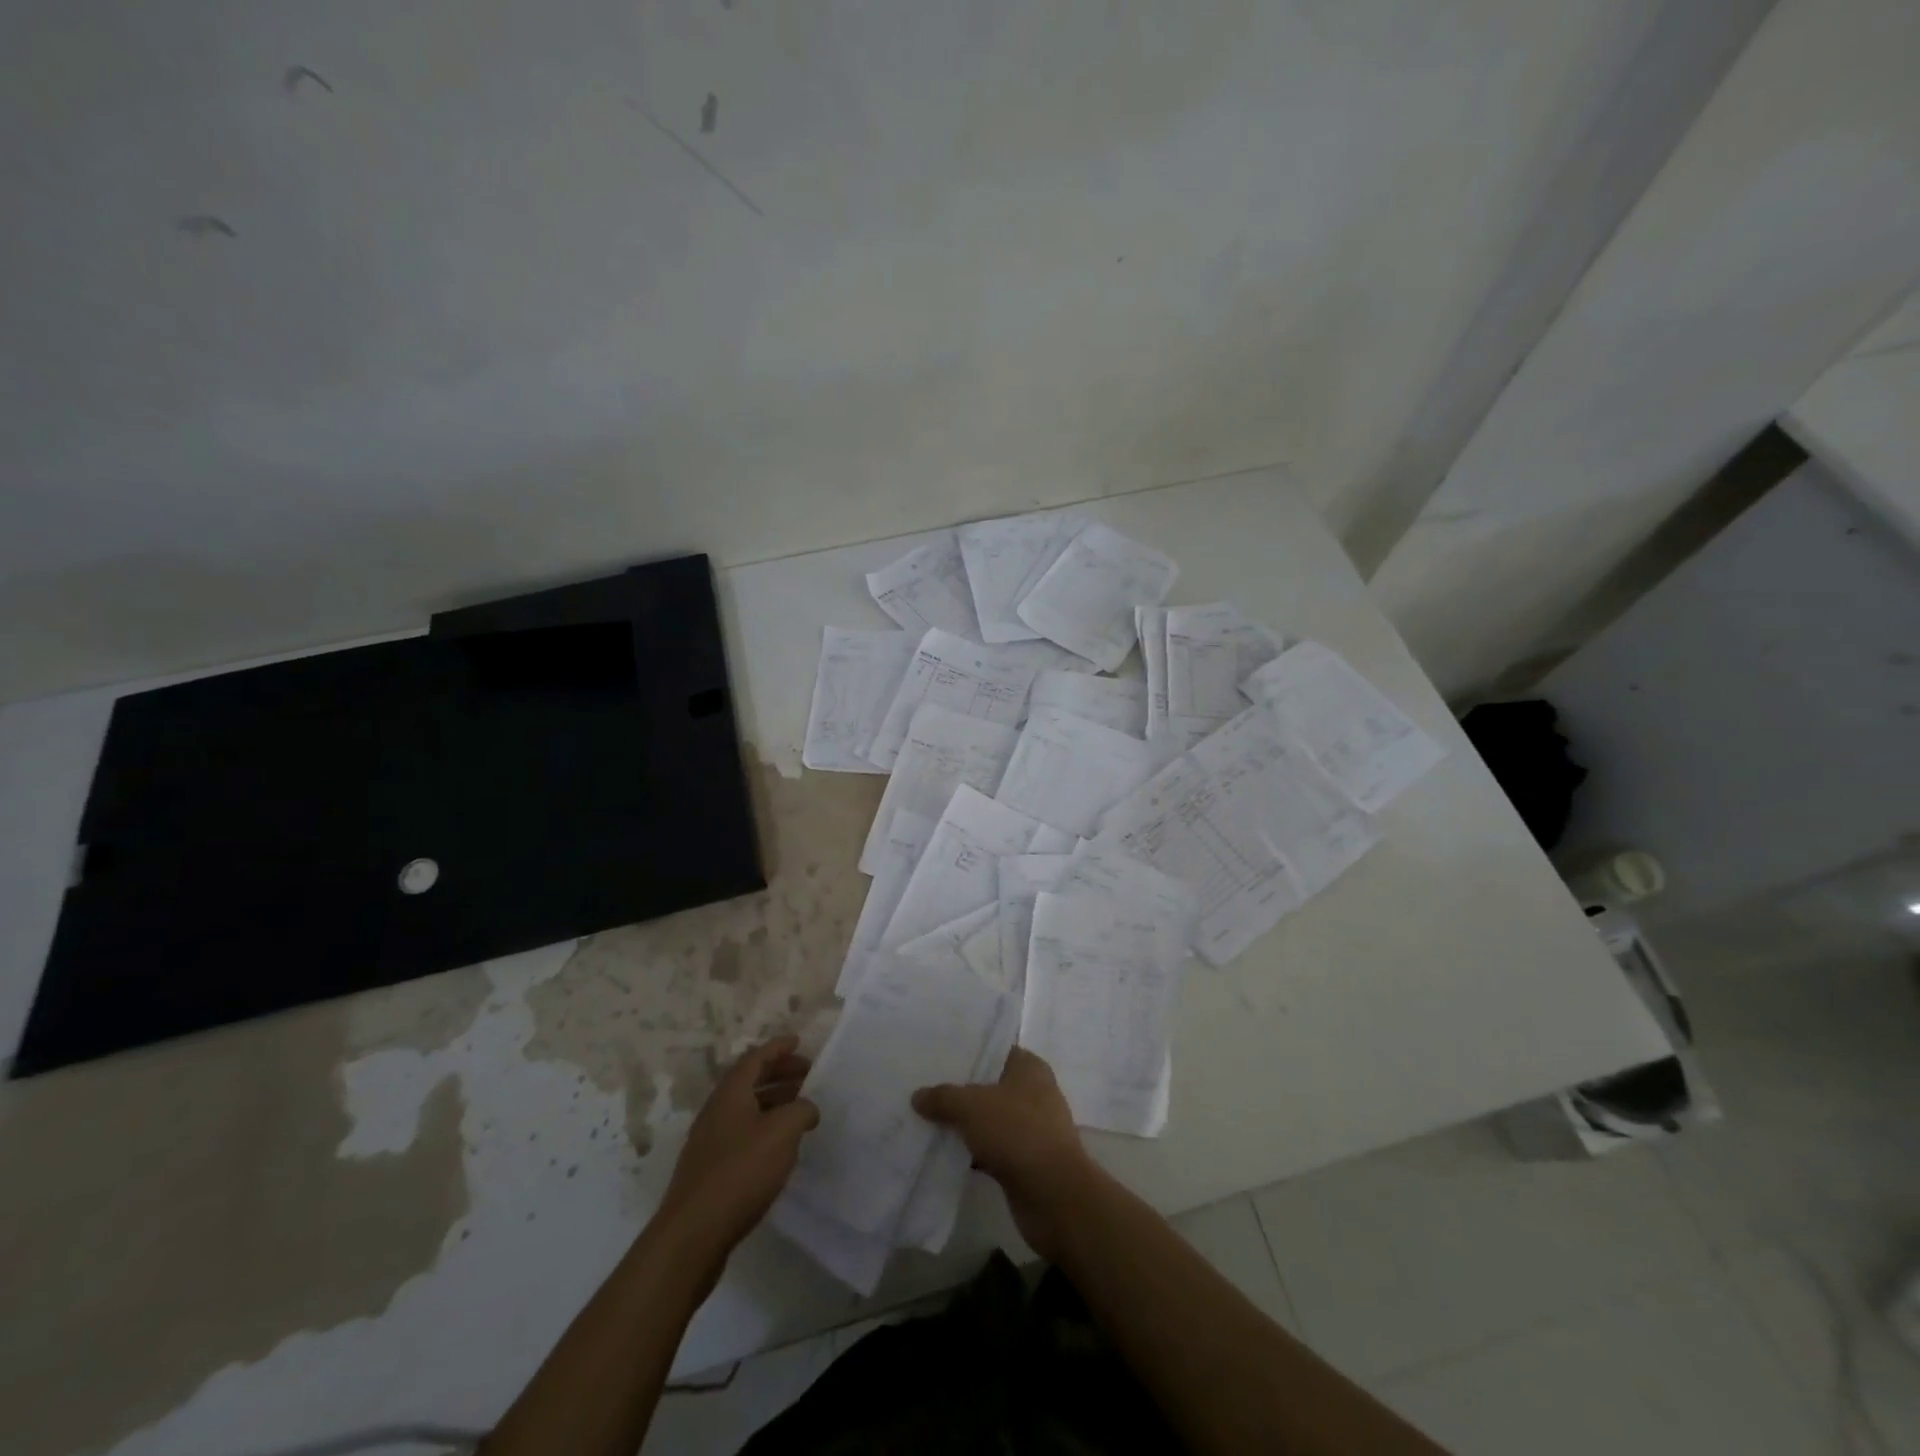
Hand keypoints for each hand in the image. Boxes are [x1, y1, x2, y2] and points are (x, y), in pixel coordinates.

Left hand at [657, 1035, 818, 1263]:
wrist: (692, 1234)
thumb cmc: (740, 1172)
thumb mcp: (782, 1133)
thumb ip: (801, 1110)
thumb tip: (807, 1108)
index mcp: (730, 1093)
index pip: (755, 1058)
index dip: (778, 1047)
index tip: (799, 1041)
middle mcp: (716, 1110)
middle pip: (749, 1081)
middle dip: (779, 1073)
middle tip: (807, 1074)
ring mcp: (710, 1141)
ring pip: (746, 1109)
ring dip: (773, 1102)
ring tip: (799, 1110)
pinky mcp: (710, 1170)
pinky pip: (742, 1133)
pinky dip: (764, 1127)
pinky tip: (780, 1147)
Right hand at [912, 1047, 1101, 1260]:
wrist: (1054, 1196)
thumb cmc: (1018, 1133)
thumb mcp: (972, 1106)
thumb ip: (944, 1097)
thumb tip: (917, 1096)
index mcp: (1029, 1068)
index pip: (994, 1050)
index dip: (967, 1052)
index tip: (935, 1056)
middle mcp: (1033, 1092)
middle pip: (989, 1086)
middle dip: (959, 1089)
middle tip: (922, 1087)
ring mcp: (1030, 1128)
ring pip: (989, 1118)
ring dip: (964, 1123)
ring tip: (925, 1118)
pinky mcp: (1025, 1160)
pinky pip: (991, 1147)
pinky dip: (971, 1150)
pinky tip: (943, 1153)